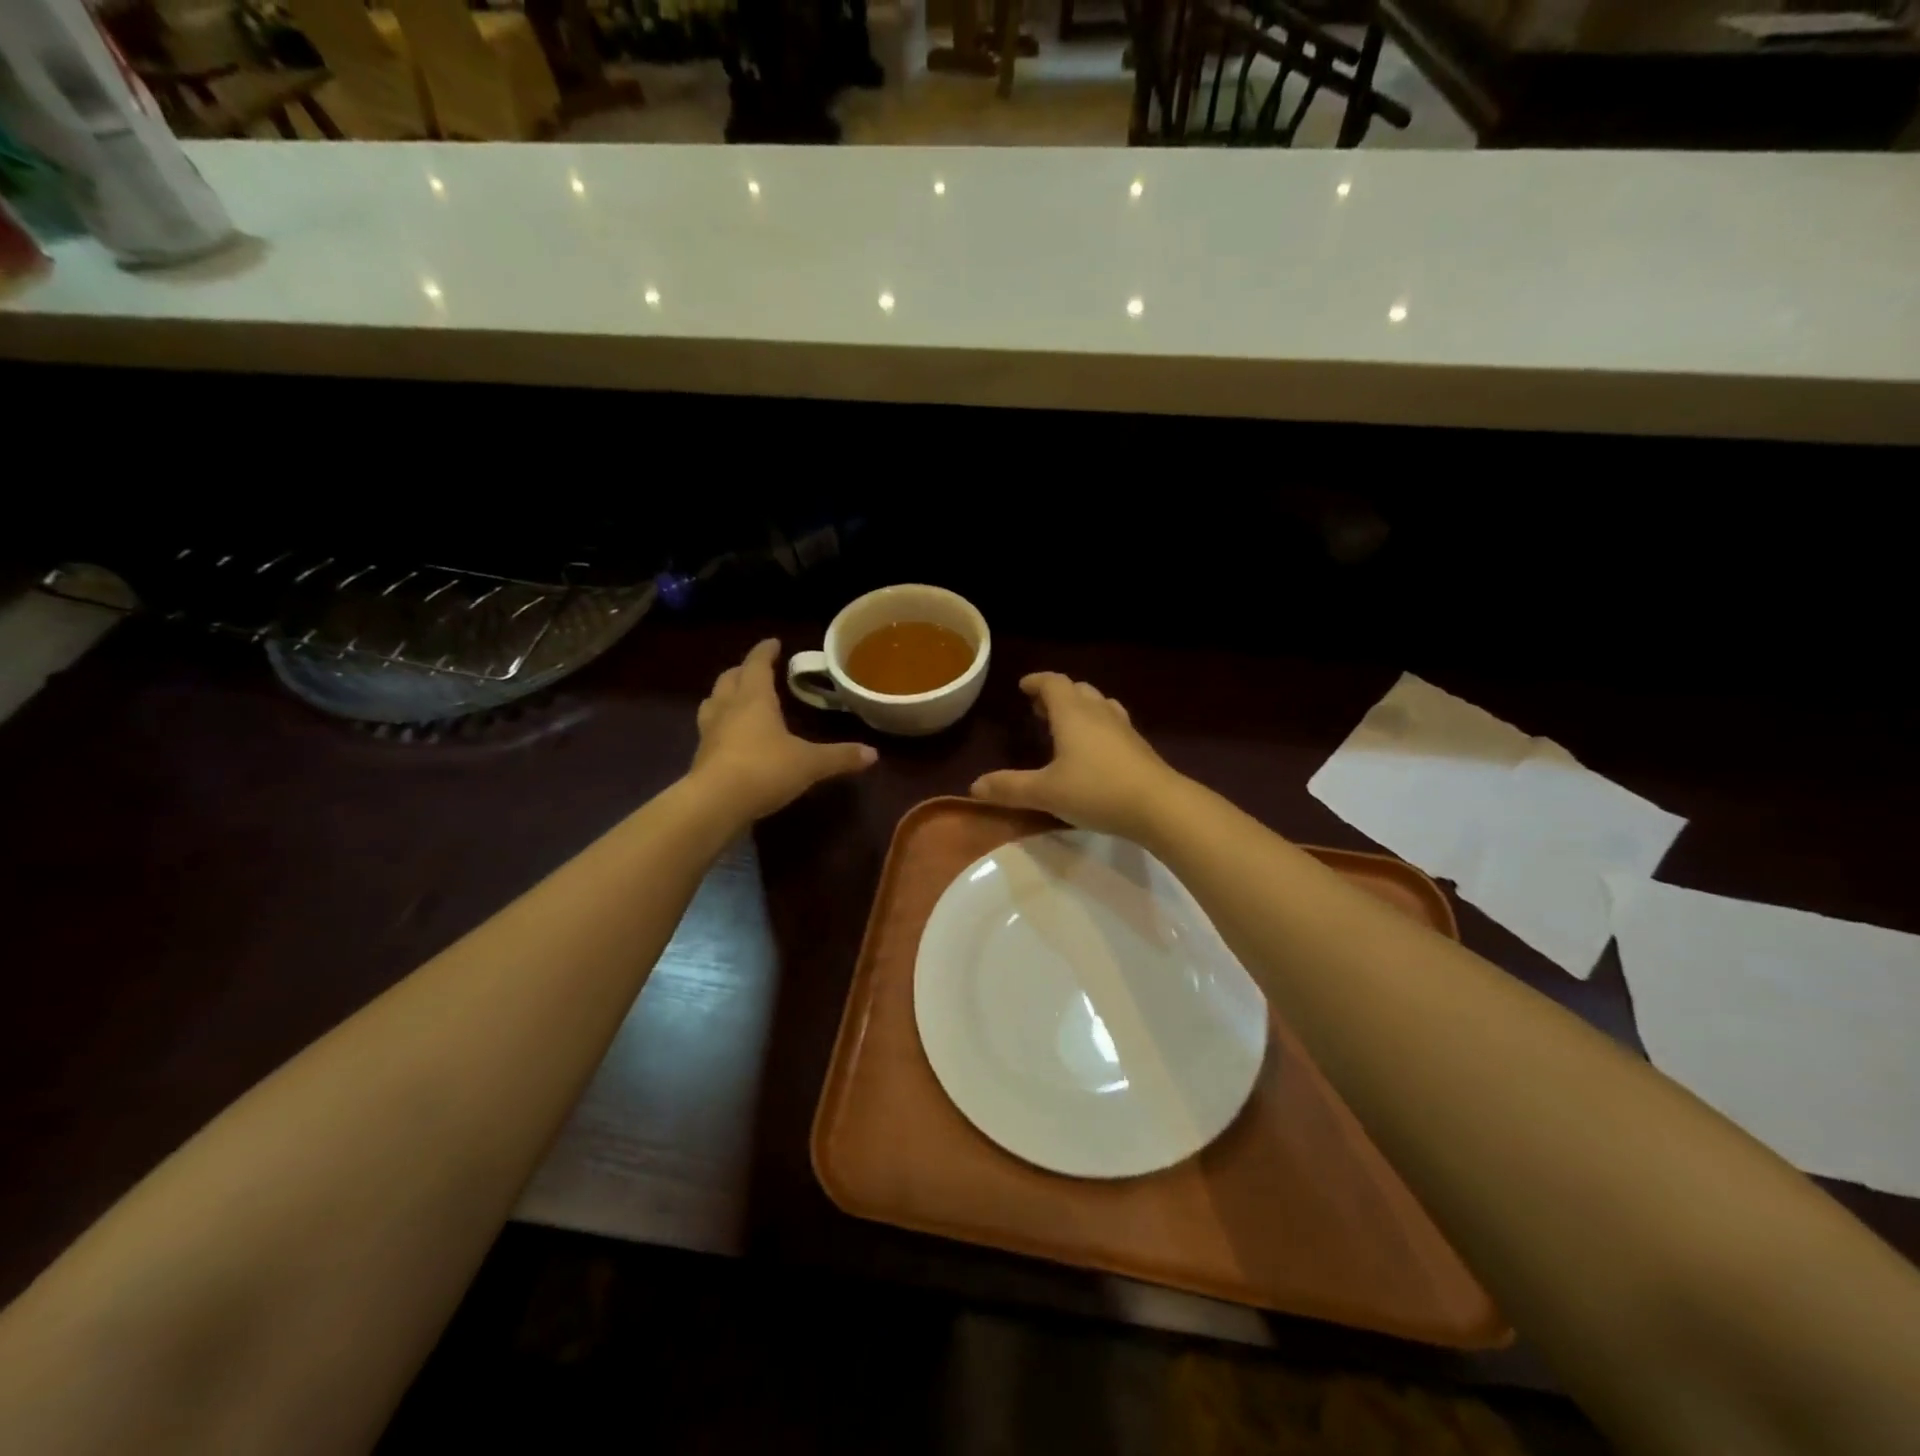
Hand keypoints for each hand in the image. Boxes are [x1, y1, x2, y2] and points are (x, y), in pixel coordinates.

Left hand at [690, 639, 876, 821]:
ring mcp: (709, 732)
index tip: (773, 642)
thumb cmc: (764, 769)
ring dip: (724, 695)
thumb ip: (840, 756)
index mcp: (754, 699)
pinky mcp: (701, 757)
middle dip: (743, 670)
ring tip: (737, 697)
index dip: (765, 652)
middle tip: (757, 670)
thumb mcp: (809, 763)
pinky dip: (720, 725)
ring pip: (712, 702)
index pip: (757, 665)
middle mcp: (728, 708)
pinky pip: (709, 730)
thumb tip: (873, 753)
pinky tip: (731, 736)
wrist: (715, 804)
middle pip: (729, 679)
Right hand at [971, 672, 1185, 841]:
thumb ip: (1010, 788)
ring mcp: (1123, 728)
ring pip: (1099, 705)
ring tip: (1066, 726)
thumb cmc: (1097, 791)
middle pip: (1078, 690)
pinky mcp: (1139, 747)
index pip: (1053, 683)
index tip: (1023, 687)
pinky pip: (1113, 724)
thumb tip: (974, 786)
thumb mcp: (1045, 792)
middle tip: (1039, 711)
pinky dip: (1098, 726)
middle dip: (1057, 695)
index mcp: (1073, 714)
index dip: (1036, 681)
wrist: (1159, 806)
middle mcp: (1099, 713)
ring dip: (1080, 708)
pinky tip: (1095, 751)